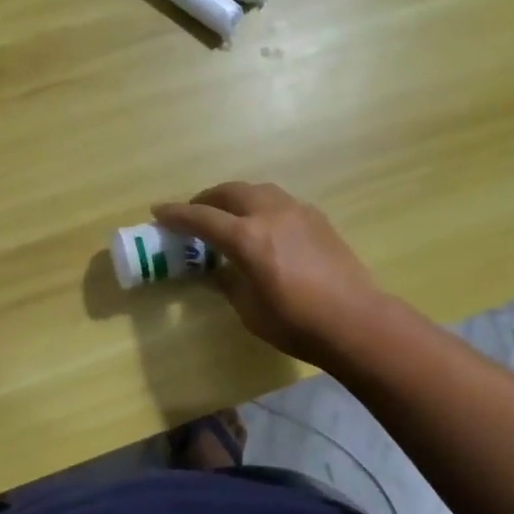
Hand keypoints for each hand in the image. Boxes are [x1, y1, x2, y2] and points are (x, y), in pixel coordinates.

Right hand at [152, 183, 385, 365]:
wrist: (355, 321)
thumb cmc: (296, 323)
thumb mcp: (249, 309)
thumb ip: (228, 282)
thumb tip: (217, 270)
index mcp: (247, 238)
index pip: (202, 218)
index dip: (176, 215)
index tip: (158, 211)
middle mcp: (270, 213)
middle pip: (229, 192)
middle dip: (206, 199)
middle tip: (193, 213)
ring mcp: (297, 211)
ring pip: (257, 190)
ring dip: (235, 197)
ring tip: (227, 214)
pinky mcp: (317, 218)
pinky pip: (279, 201)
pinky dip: (261, 205)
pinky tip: (262, 225)